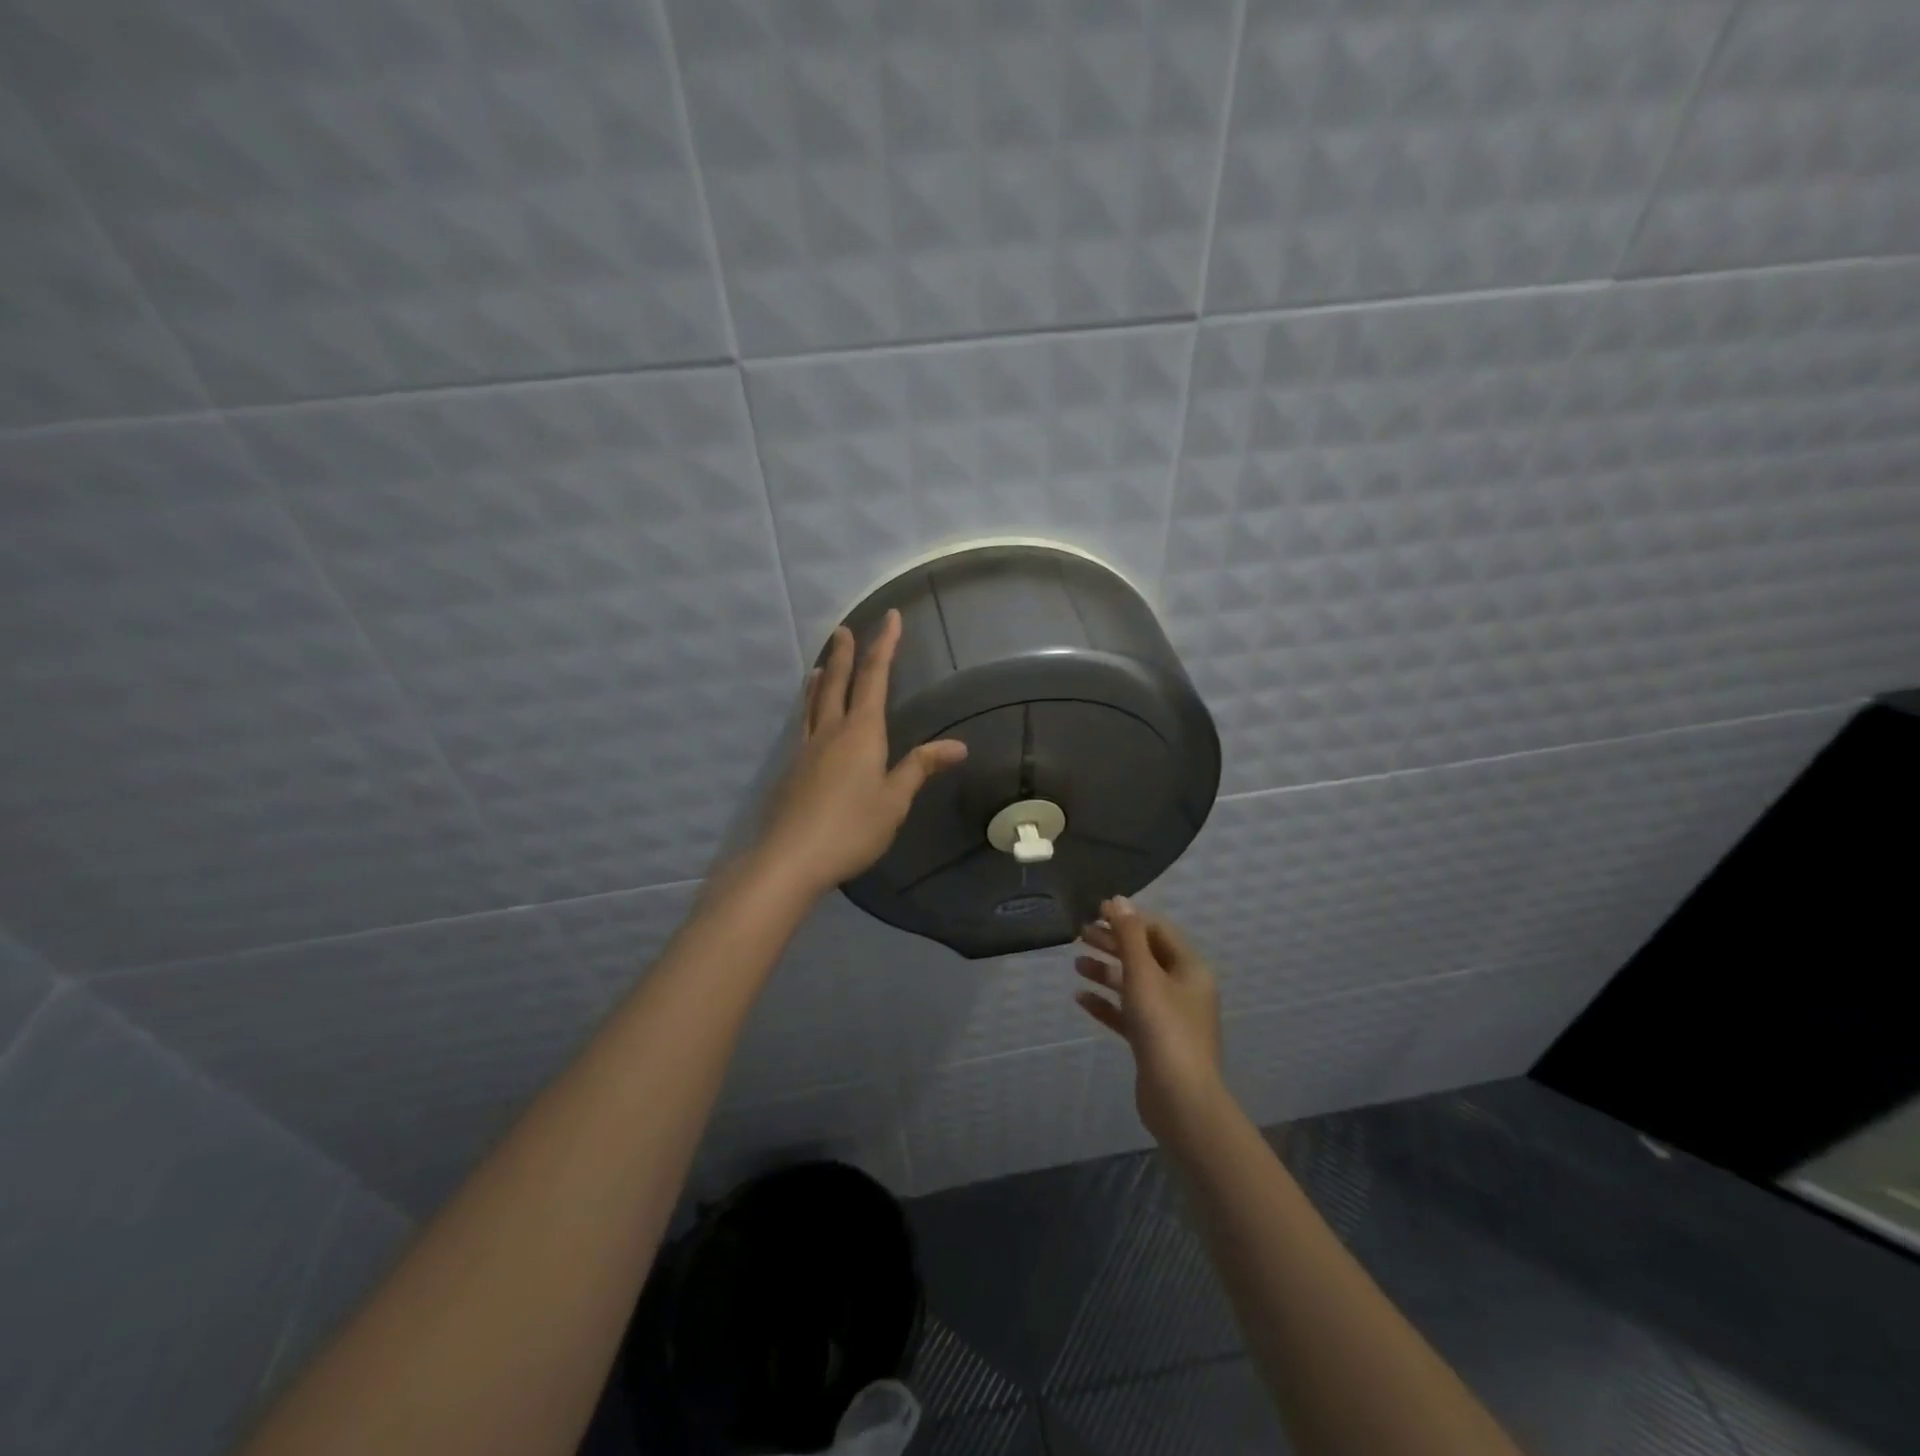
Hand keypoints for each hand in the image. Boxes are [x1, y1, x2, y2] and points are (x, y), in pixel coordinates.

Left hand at [754, 609, 967, 898]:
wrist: (791, 857)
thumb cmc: (852, 828)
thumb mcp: (894, 800)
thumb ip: (920, 767)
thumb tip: (958, 745)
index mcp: (862, 732)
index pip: (875, 678)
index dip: (884, 646)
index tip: (890, 618)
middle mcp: (832, 731)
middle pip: (837, 682)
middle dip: (844, 653)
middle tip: (844, 629)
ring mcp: (808, 748)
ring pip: (814, 701)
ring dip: (821, 677)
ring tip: (820, 663)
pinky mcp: (792, 768)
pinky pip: (804, 723)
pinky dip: (809, 705)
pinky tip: (809, 716)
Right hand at [1076, 899, 1225, 1143]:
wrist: (1180, 1101)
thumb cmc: (1164, 1028)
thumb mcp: (1143, 975)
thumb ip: (1129, 936)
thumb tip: (1118, 900)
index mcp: (1189, 968)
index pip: (1157, 930)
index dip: (1128, 919)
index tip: (1095, 912)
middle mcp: (1183, 988)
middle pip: (1145, 955)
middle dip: (1113, 943)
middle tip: (1079, 934)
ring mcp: (1169, 1017)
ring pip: (1134, 984)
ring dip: (1107, 972)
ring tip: (1076, 965)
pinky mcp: (1154, 1042)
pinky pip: (1128, 1013)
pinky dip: (1106, 1003)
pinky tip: (1081, 999)